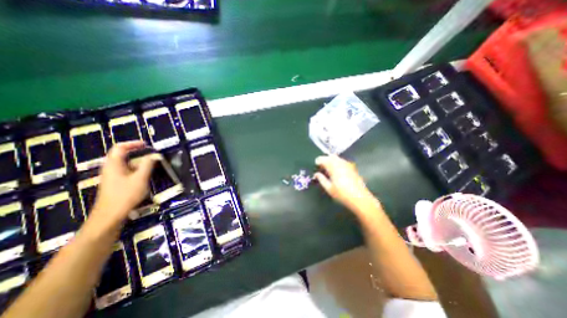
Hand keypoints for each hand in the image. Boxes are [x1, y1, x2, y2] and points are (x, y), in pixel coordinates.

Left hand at [89, 141, 156, 233]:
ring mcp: (112, 176)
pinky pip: (127, 171)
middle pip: (122, 155)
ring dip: (139, 161)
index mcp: (114, 164)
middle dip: (137, 152)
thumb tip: (154, 155)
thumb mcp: (140, 178)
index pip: (120, 148)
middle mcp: (111, 168)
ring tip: (152, 163)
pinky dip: (137, 169)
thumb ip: (147, 165)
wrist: (110, 215)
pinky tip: (145, 175)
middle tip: (151, 153)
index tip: (146, 144)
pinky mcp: (116, 183)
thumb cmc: (125, 195)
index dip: (133, 144)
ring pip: (125, 164)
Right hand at [314, 156, 379, 214]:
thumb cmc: (342, 194)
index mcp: (333, 167)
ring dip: (331, 161)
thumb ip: (321, 179)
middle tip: (321, 167)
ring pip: (337, 158)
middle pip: (330, 156)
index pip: (324, 159)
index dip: (318, 161)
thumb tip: (316, 174)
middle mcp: (341, 163)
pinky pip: (342, 161)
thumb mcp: (329, 188)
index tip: (316, 165)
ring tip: (328, 169)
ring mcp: (347, 165)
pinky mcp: (352, 167)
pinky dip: (337, 163)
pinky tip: (336, 171)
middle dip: (325, 159)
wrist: (360, 198)